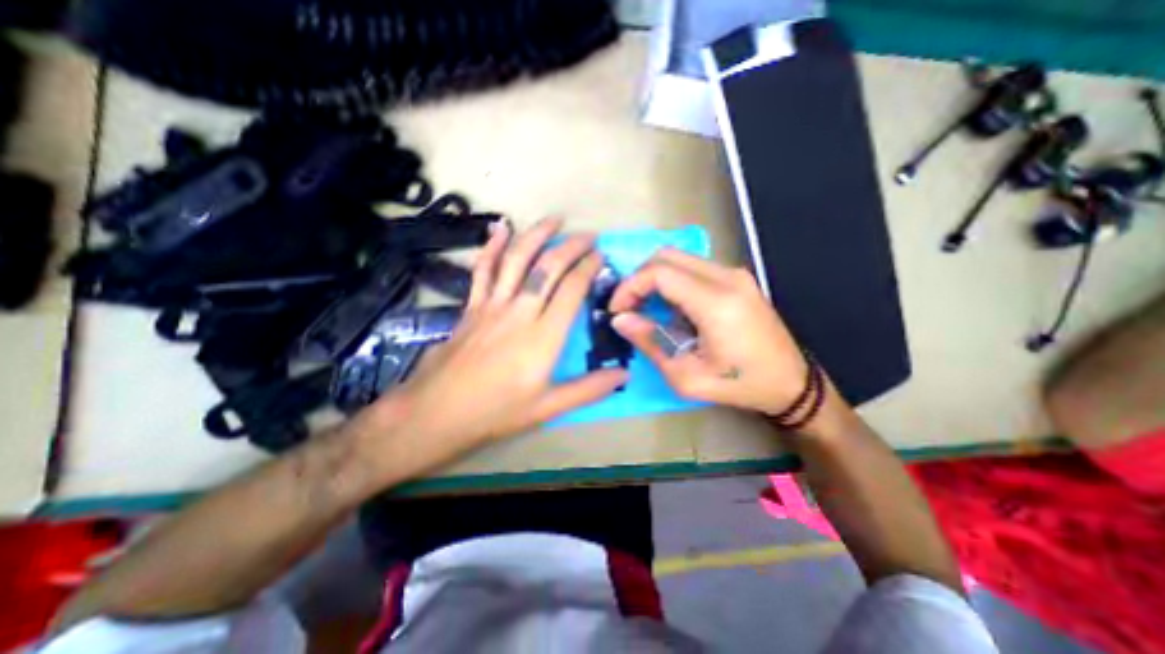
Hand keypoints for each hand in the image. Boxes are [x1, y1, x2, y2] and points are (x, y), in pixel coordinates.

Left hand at [362, 218, 627, 461]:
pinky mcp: (472, 306)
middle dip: (571, 246)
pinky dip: (492, 247)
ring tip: (554, 219)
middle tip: (588, 235)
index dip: (588, 268)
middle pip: (548, 267)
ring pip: (517, 259)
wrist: (439, 411)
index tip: (600, 255)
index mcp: (543, 336)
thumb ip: (588, 389)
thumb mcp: (548, 407)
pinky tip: (500, 228)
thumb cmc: (497, 411)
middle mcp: (520, 312)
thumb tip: (625, 374)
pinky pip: (483, 269)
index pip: (571, 289)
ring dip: (536, 234)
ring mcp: (493, 305)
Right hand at [611, 248, 812, 415]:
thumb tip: (620, 319)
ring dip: (655, 279)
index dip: (630, 286)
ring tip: (647, 309)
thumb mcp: (687, 376)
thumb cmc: (738, 384)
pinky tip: (672, 308)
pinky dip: (672, 282)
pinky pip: (693, 268)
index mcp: (716, 302)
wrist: (790, 382)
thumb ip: (650, 342)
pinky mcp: (737, 278)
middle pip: (667, 256)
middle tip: (628, 307)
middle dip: (639, 278)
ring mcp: (735, 274)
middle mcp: (727, 277)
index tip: (618, 310)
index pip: (659, 272)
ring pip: (679, 259)